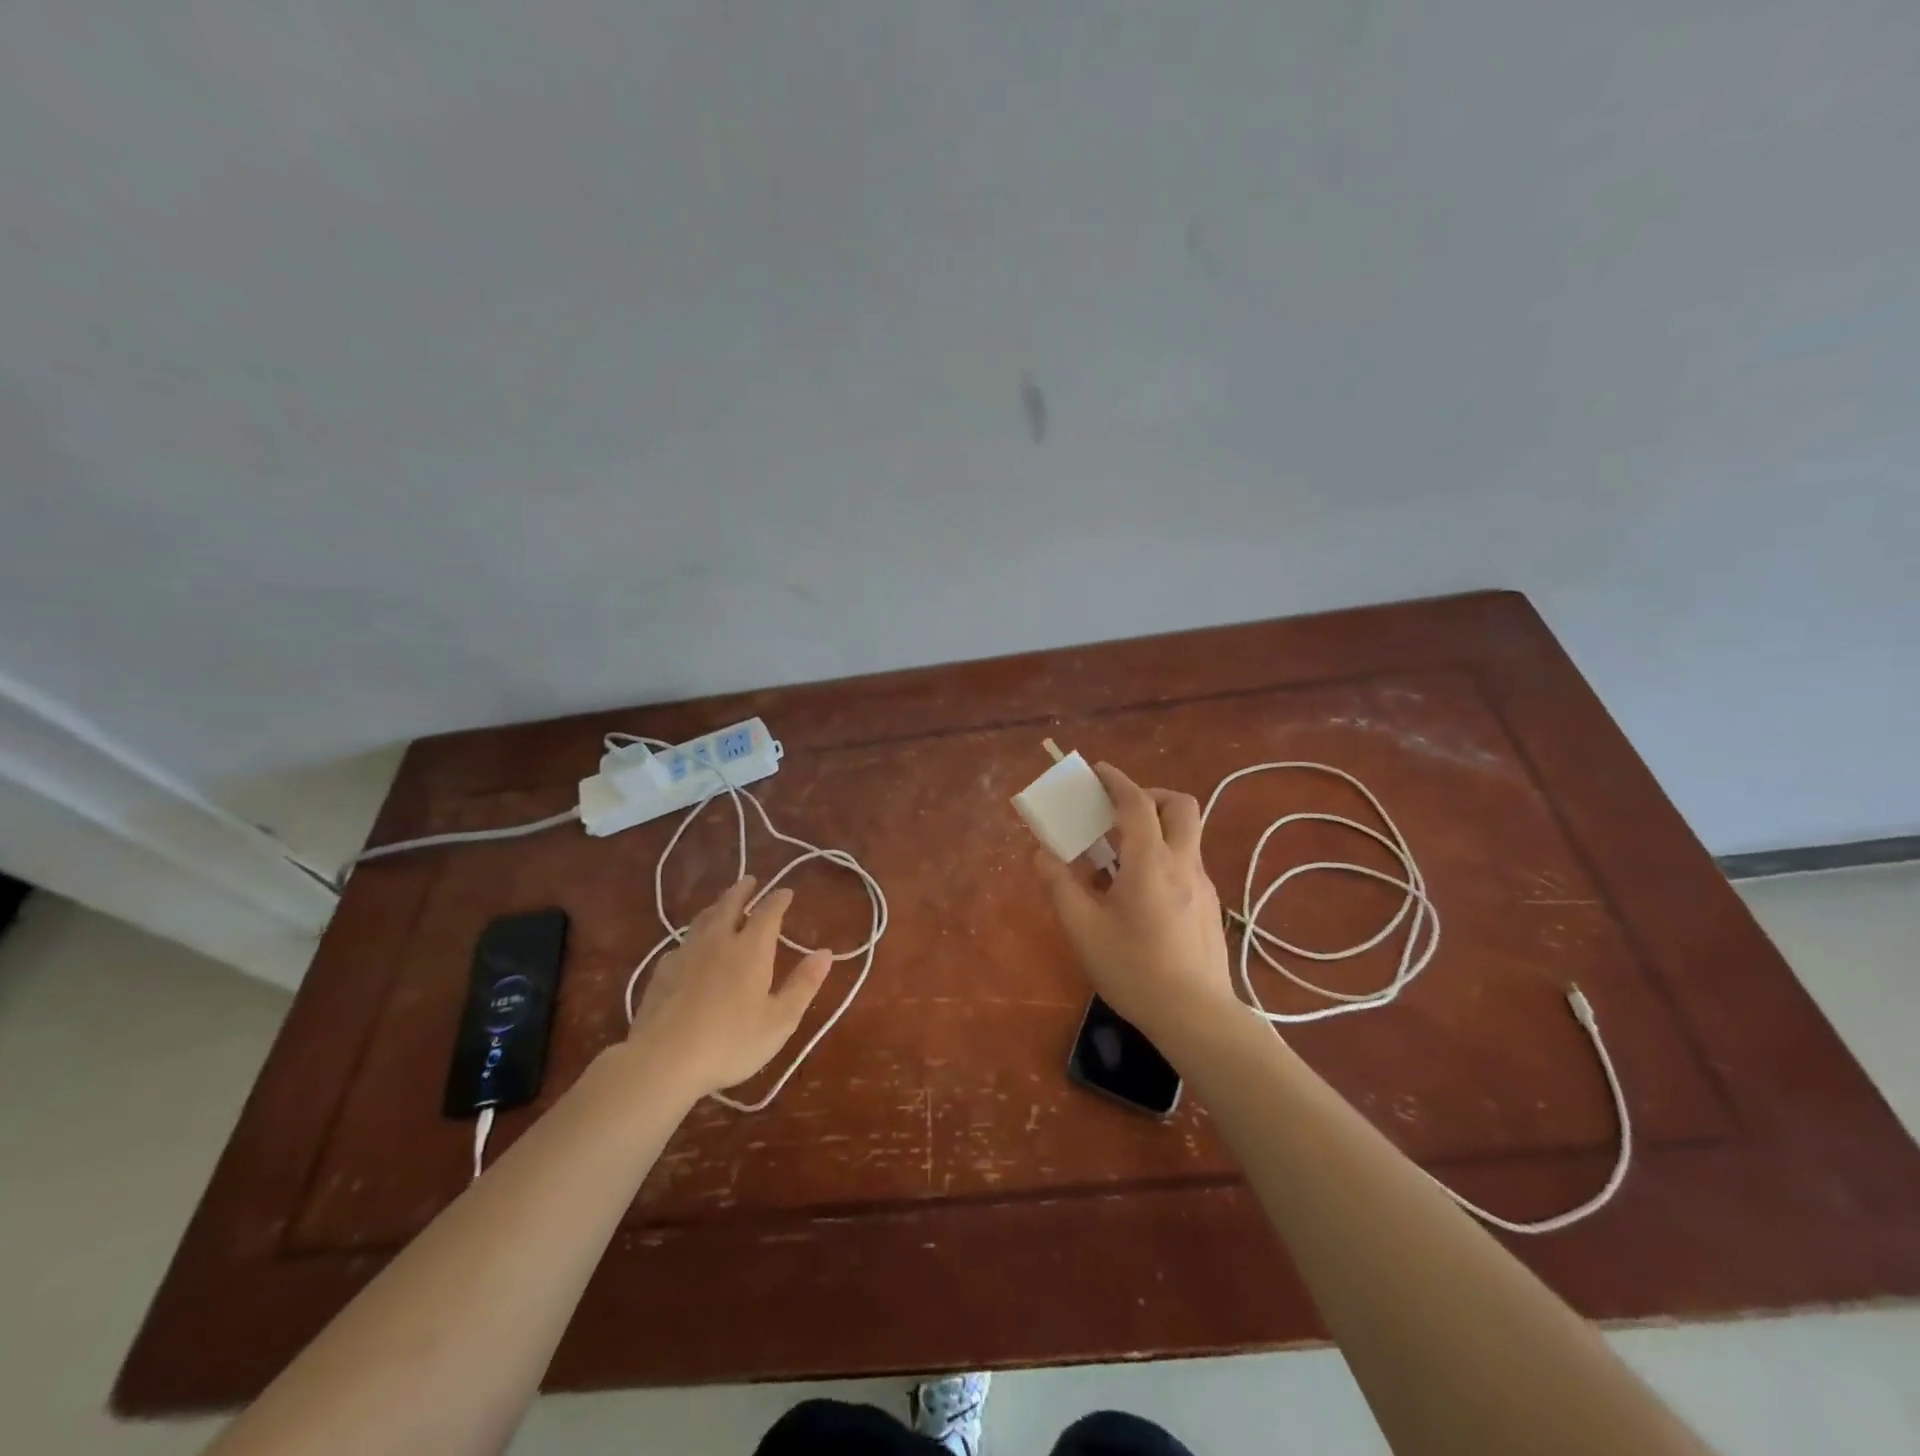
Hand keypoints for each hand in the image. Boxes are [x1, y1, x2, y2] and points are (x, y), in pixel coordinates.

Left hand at [625, 877, 831, 1099]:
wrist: (663, 1061)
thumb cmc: (731, 1042)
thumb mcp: (779, 1020)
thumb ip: (804, 984)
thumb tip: (826, 953)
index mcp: (750, 949)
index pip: (768, 912)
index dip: (778, 900)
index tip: (786, 892)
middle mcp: (718, 941)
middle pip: (730, 904)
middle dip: (743, 890)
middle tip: (750, 880)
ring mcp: (686, 953)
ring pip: (703, 919)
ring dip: (717, 906)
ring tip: (723, 903)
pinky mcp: (662, 971)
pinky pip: (683, 942)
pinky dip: (695, 934)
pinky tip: (693, 946)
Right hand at [1035, 762, 1238, 1044]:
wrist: (1196, 1016)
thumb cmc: (1134, 970)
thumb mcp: (1083, 929)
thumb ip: (1060, 885)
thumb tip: (1042, 854)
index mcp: (1151, 862)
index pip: (1136, 804)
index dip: (1116, 781)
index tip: (1098, 770)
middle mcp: (1183, 863)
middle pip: (1181, 806)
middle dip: (1150, 796)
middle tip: (1119, 813)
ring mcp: (1202, 886)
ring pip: (1186, 836)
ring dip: (1156, 829)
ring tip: (1119, 860)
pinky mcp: (1209, 907)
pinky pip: (1186, 864)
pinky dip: (1163, 859)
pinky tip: (1139, 895)